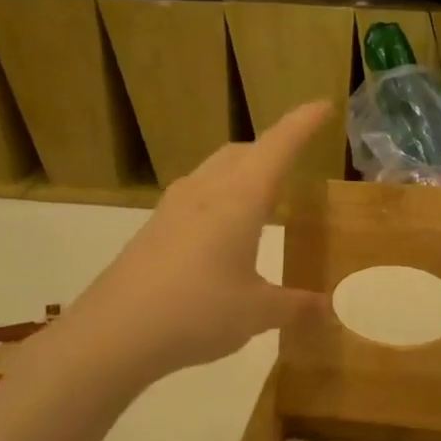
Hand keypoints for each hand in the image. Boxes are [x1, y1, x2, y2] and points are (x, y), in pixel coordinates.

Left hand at [56, 102, 332, 384]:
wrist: (113, 333)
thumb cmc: (197, 312)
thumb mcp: (257, 312)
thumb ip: (295, 306)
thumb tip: (328, 308)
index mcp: (240, 198)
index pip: (278, 146)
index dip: (303, 124)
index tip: (324, 106)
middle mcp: (206, 190)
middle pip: (244, 152)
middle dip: (273, 148)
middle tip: (296, 160)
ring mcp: (174, 206)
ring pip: (216, 170)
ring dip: (243, 171)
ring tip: (263, 196)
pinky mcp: (154, 227)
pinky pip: (197, 194)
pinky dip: (221, 196)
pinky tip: (224, 230)